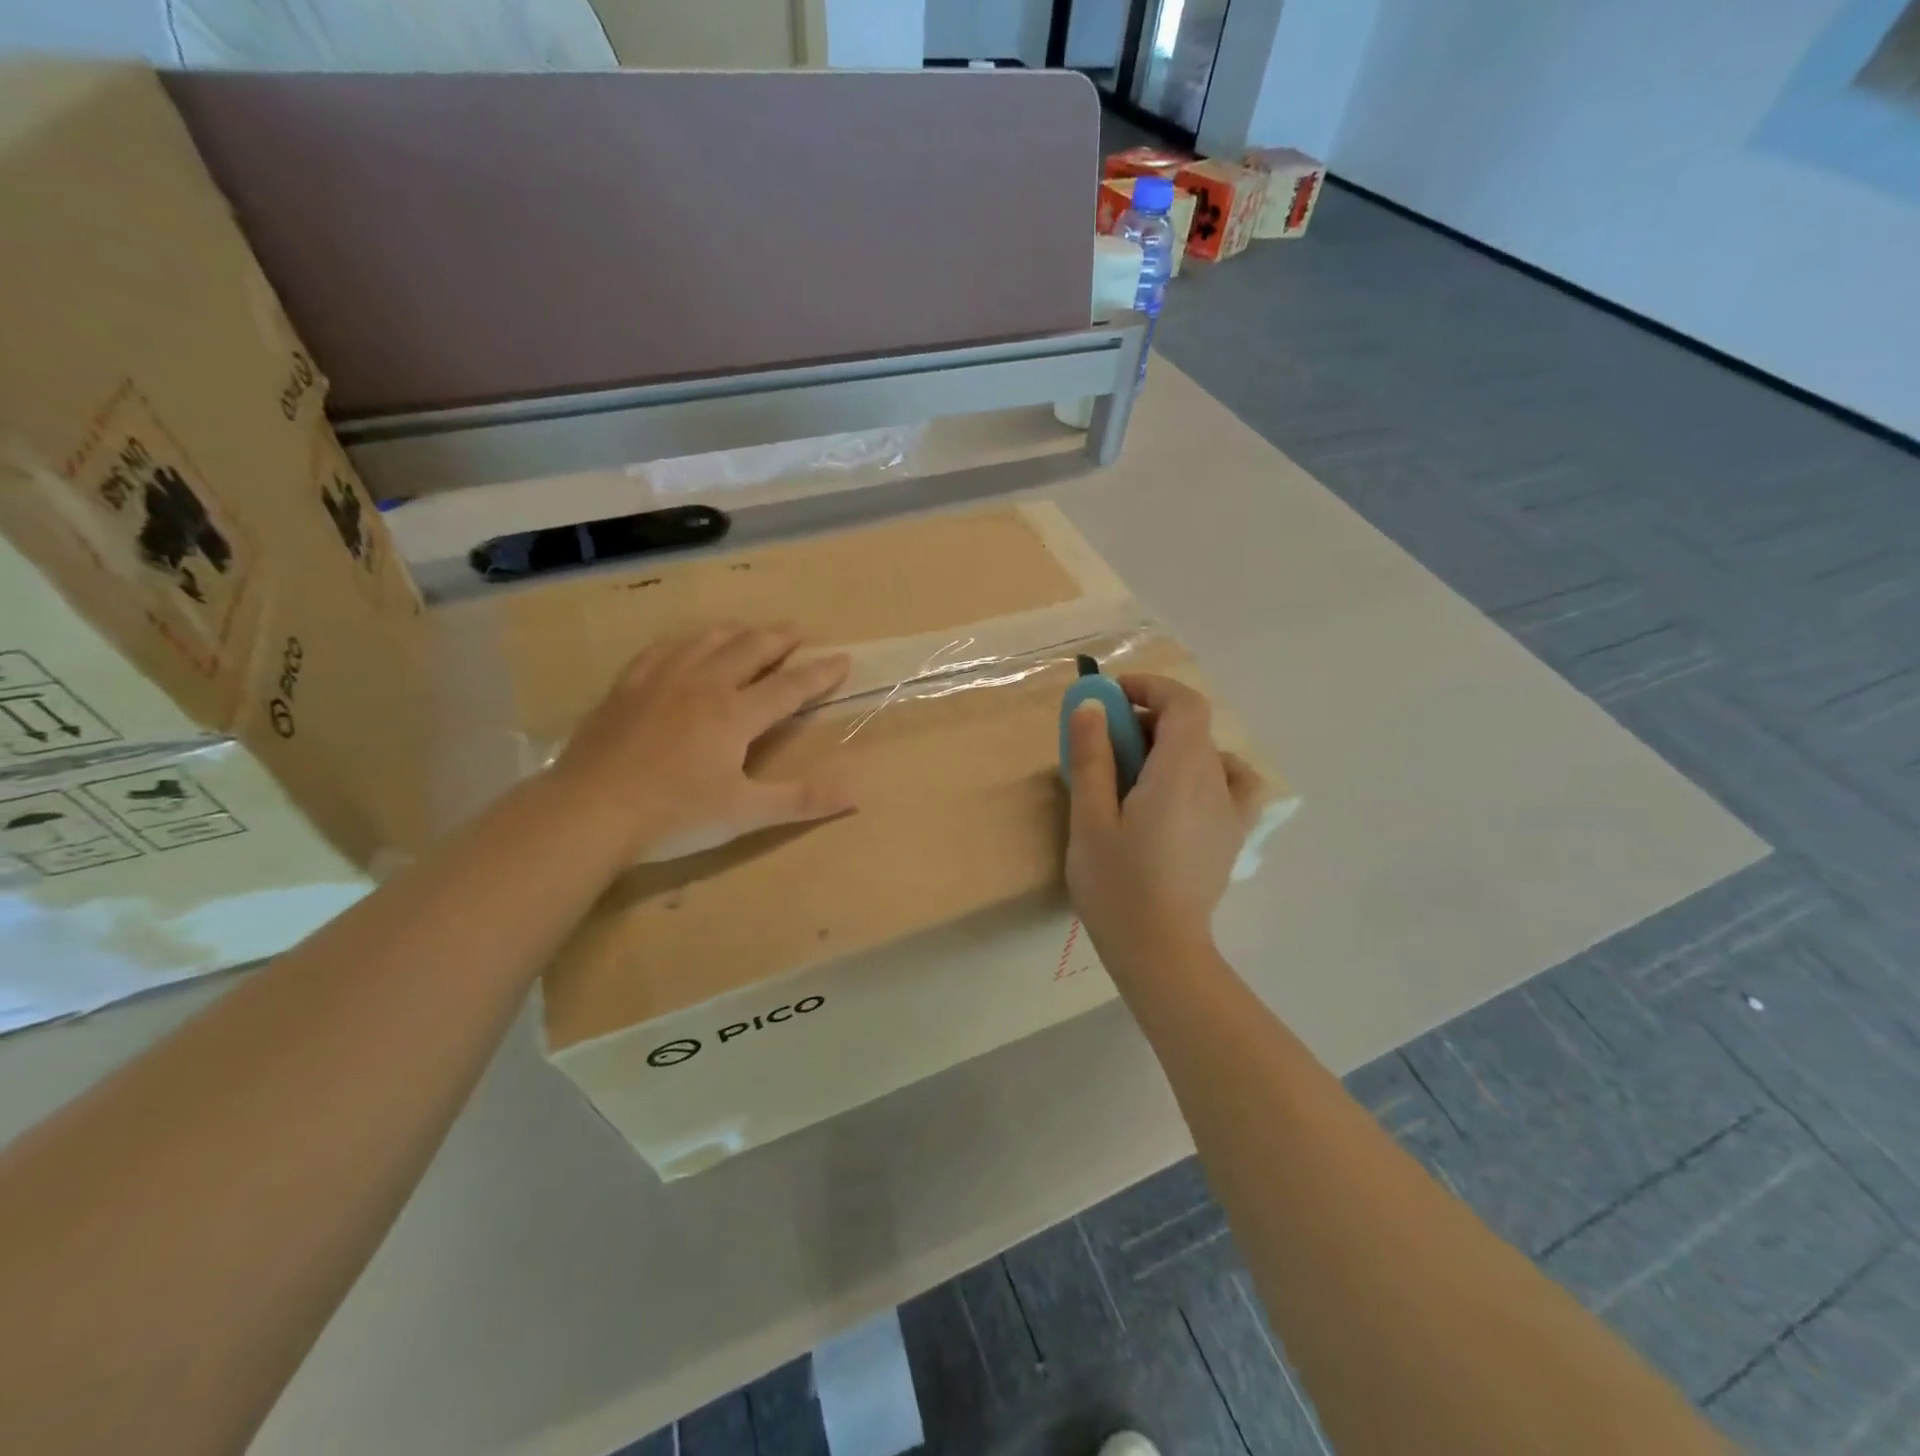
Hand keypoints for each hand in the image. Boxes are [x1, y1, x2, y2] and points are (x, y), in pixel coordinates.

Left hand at [550, 624, 854, 862]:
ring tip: (749, 629)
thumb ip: (802, 801)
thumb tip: (856, 794)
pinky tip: (684, 644)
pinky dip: (684, 641)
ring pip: (707, 641)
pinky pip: (662, 650)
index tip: (843, 658)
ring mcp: (661, 680)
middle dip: (779, 639)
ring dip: (735, 632)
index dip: (820, 674)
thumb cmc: (675, 815)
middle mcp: (703, 685)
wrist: (588, 812)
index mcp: (736, 714)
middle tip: (798, 630)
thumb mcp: (745, 814)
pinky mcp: (626, 687)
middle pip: (749, 649)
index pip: (790, 687)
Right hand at [1065, 674, 1264, 960]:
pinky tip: (1186, 791)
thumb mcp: (1090, 819)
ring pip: (1210, 752)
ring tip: (1140, 768)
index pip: (1183, 704)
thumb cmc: (1117, 886)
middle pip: (1193, 726)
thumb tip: (1091, 705)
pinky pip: (1234, 783)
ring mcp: (1231, 810)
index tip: (1112, 696)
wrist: (1160, 950)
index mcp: (1180, 773)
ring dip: (1174, 744)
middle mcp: (1215, 782)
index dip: (1150, 687)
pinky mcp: (1234, 835)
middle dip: (1149, 718)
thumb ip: (1092, 757)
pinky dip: (1211, 771)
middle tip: (1107, 740)